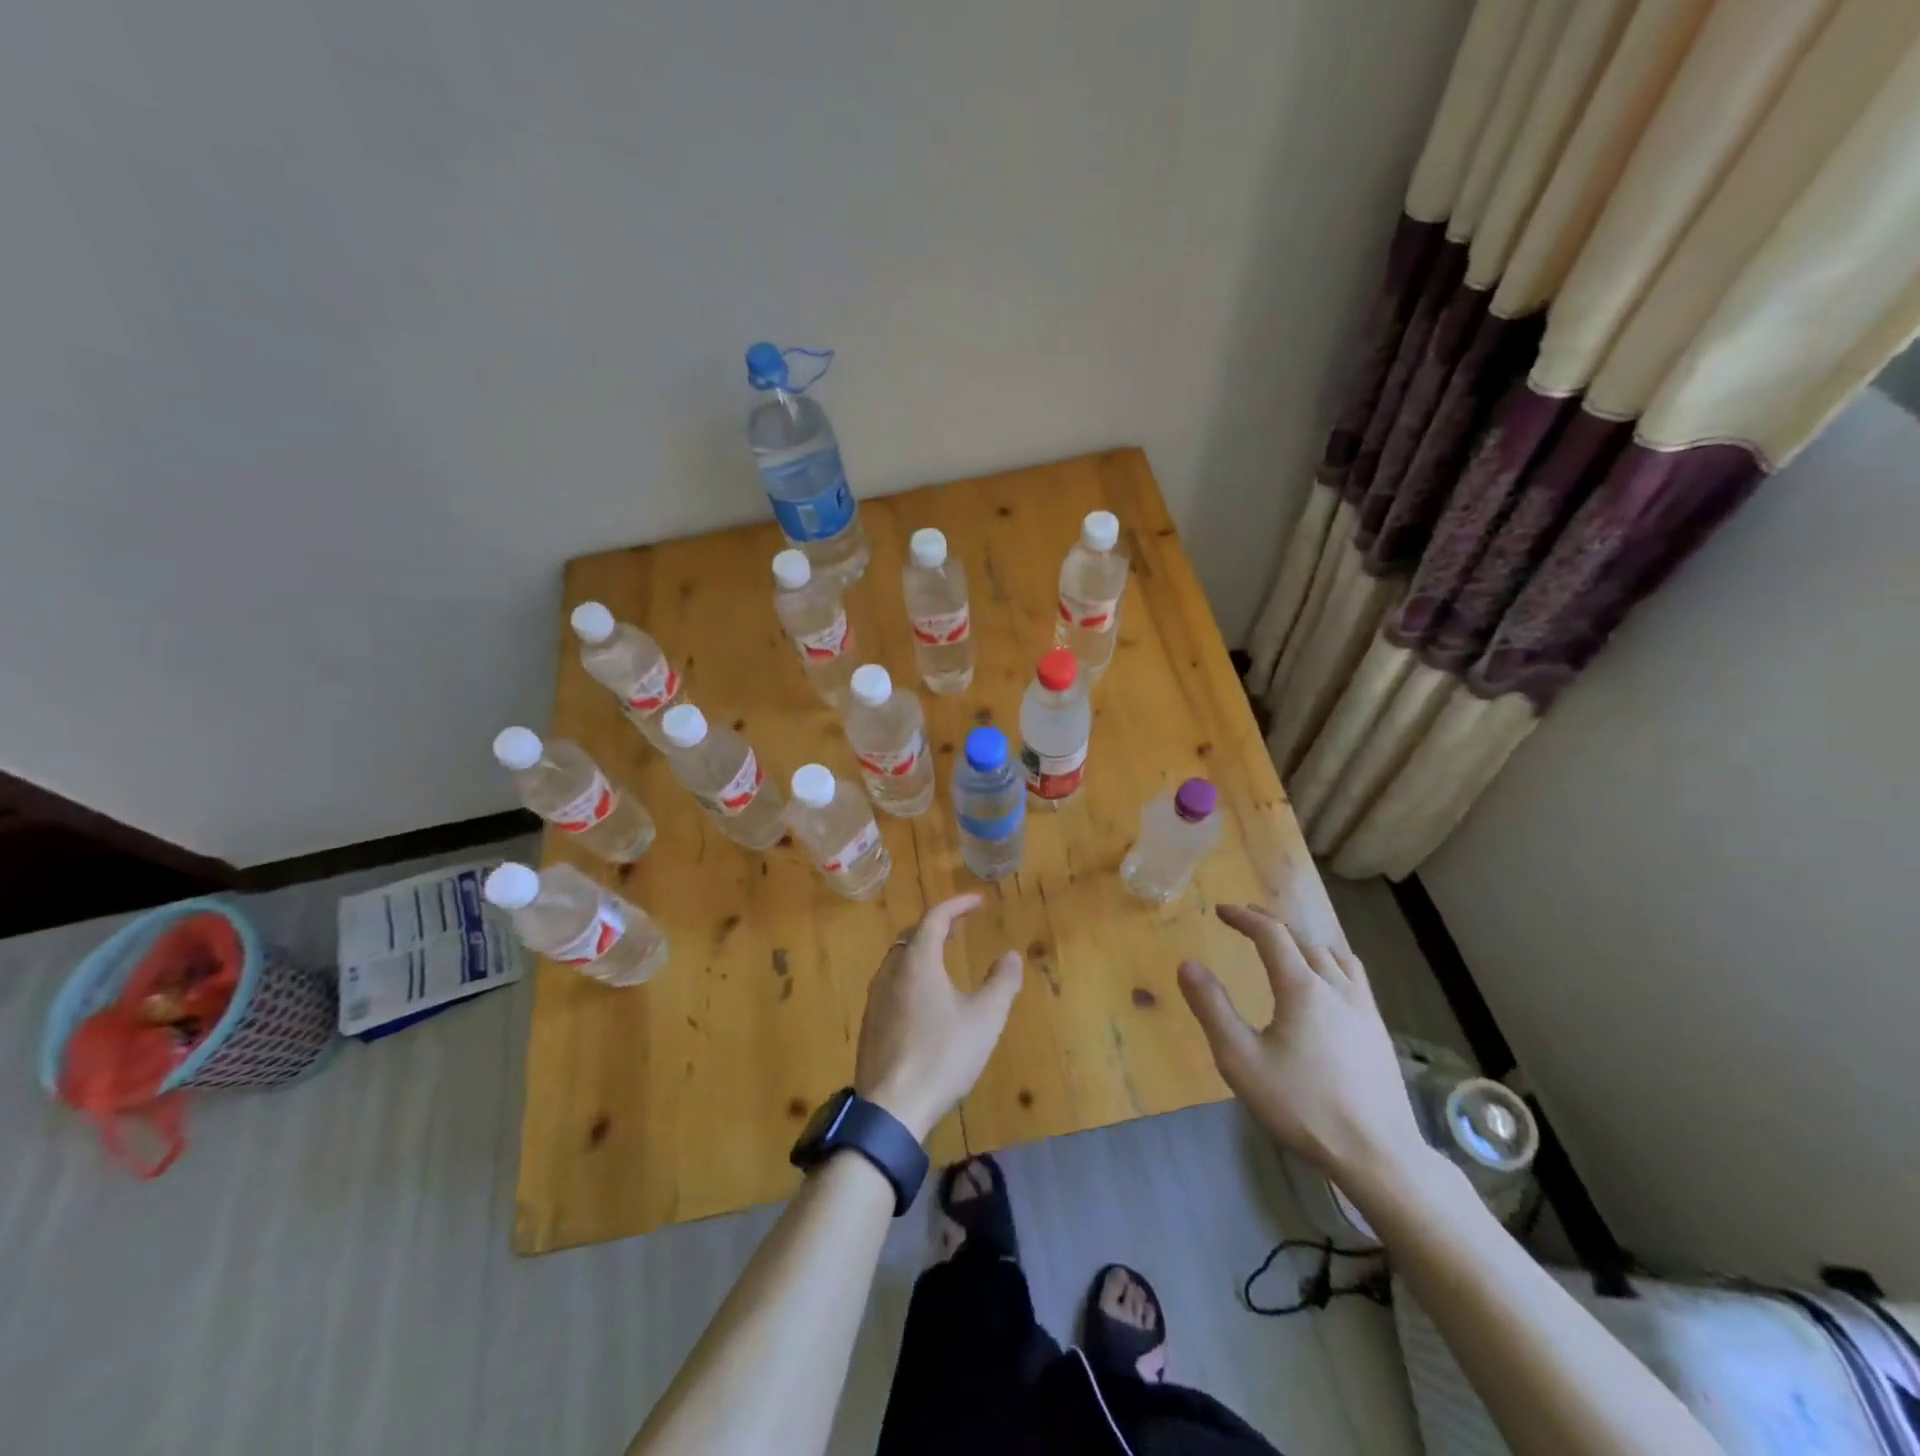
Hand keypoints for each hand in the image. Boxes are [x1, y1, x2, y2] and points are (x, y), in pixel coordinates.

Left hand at [854, 894, 1023, 1141]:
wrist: (890, 1108)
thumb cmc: (942, 1056)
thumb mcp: (984, 1019)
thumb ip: (1001, 983)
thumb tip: (1011, 955)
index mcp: (917, 962)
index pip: (935, 917)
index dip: (958, 905)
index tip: (979, 901)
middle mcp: (891, 971)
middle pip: (912, 934)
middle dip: (938, 925)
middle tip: (962, 926)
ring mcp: (875, 998)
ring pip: (899, 958)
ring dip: (922, 949)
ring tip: (945, 956)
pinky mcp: (870, 1023)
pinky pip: (891, 982)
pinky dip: (911, 973)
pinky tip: (925, 997)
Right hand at [1177, 905, 1426, 1189]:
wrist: (1377, 1154)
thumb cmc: (1302, 1106)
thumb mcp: (1241, 1060)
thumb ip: (1212, 1009)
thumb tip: (1188, 965)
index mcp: (1301, 988)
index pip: (1271, 934)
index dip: (1244, 917)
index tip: (1221, 911)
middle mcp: (1336, 987)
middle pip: (1303, 939)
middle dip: (1272, 924)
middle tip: (1247, 920)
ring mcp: (1364, 1008)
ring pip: (1334, 955)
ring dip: (1305, 941)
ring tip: (1287, 946)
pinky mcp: (1379, 1031)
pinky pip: (1355, 977)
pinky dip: (1331, 963)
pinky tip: (1328, 986)